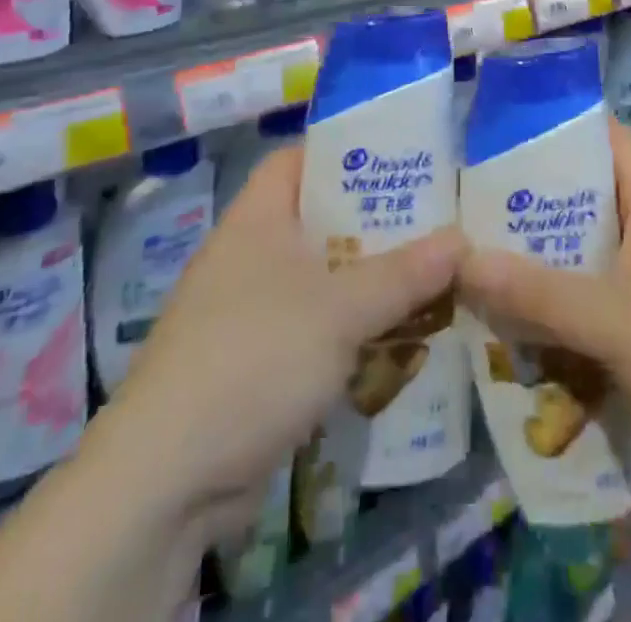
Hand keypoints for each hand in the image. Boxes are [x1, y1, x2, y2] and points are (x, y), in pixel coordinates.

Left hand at [106, 146, 465, 540]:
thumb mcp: (341, 309)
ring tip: (430, 278)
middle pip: (320, 220)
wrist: (168, 479)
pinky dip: (350, 331)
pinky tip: (396, 341)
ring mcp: (248, 311)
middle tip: (434, 221)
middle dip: (375, 224)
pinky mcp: (255, 363)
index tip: (399, 159)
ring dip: (369, 283)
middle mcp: (250, 255)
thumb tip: (462, 240)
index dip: (344, 152)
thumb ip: (404, 274)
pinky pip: (314, 329)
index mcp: (258, 218)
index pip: (299, 159)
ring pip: (322, 279)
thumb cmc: (255, 357)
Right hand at [458, 120, 630, 485]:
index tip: (491, 144)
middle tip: (479, 217)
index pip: (601, 134)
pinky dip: (590, 296)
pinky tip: (554, 325)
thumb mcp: (612, 322)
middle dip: (541, 204)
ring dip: (563, 257)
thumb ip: (535, 293)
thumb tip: (459, 261)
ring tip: (502, 270)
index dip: (549, 130)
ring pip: (609, 244)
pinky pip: (627, 285)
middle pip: (597, 191)